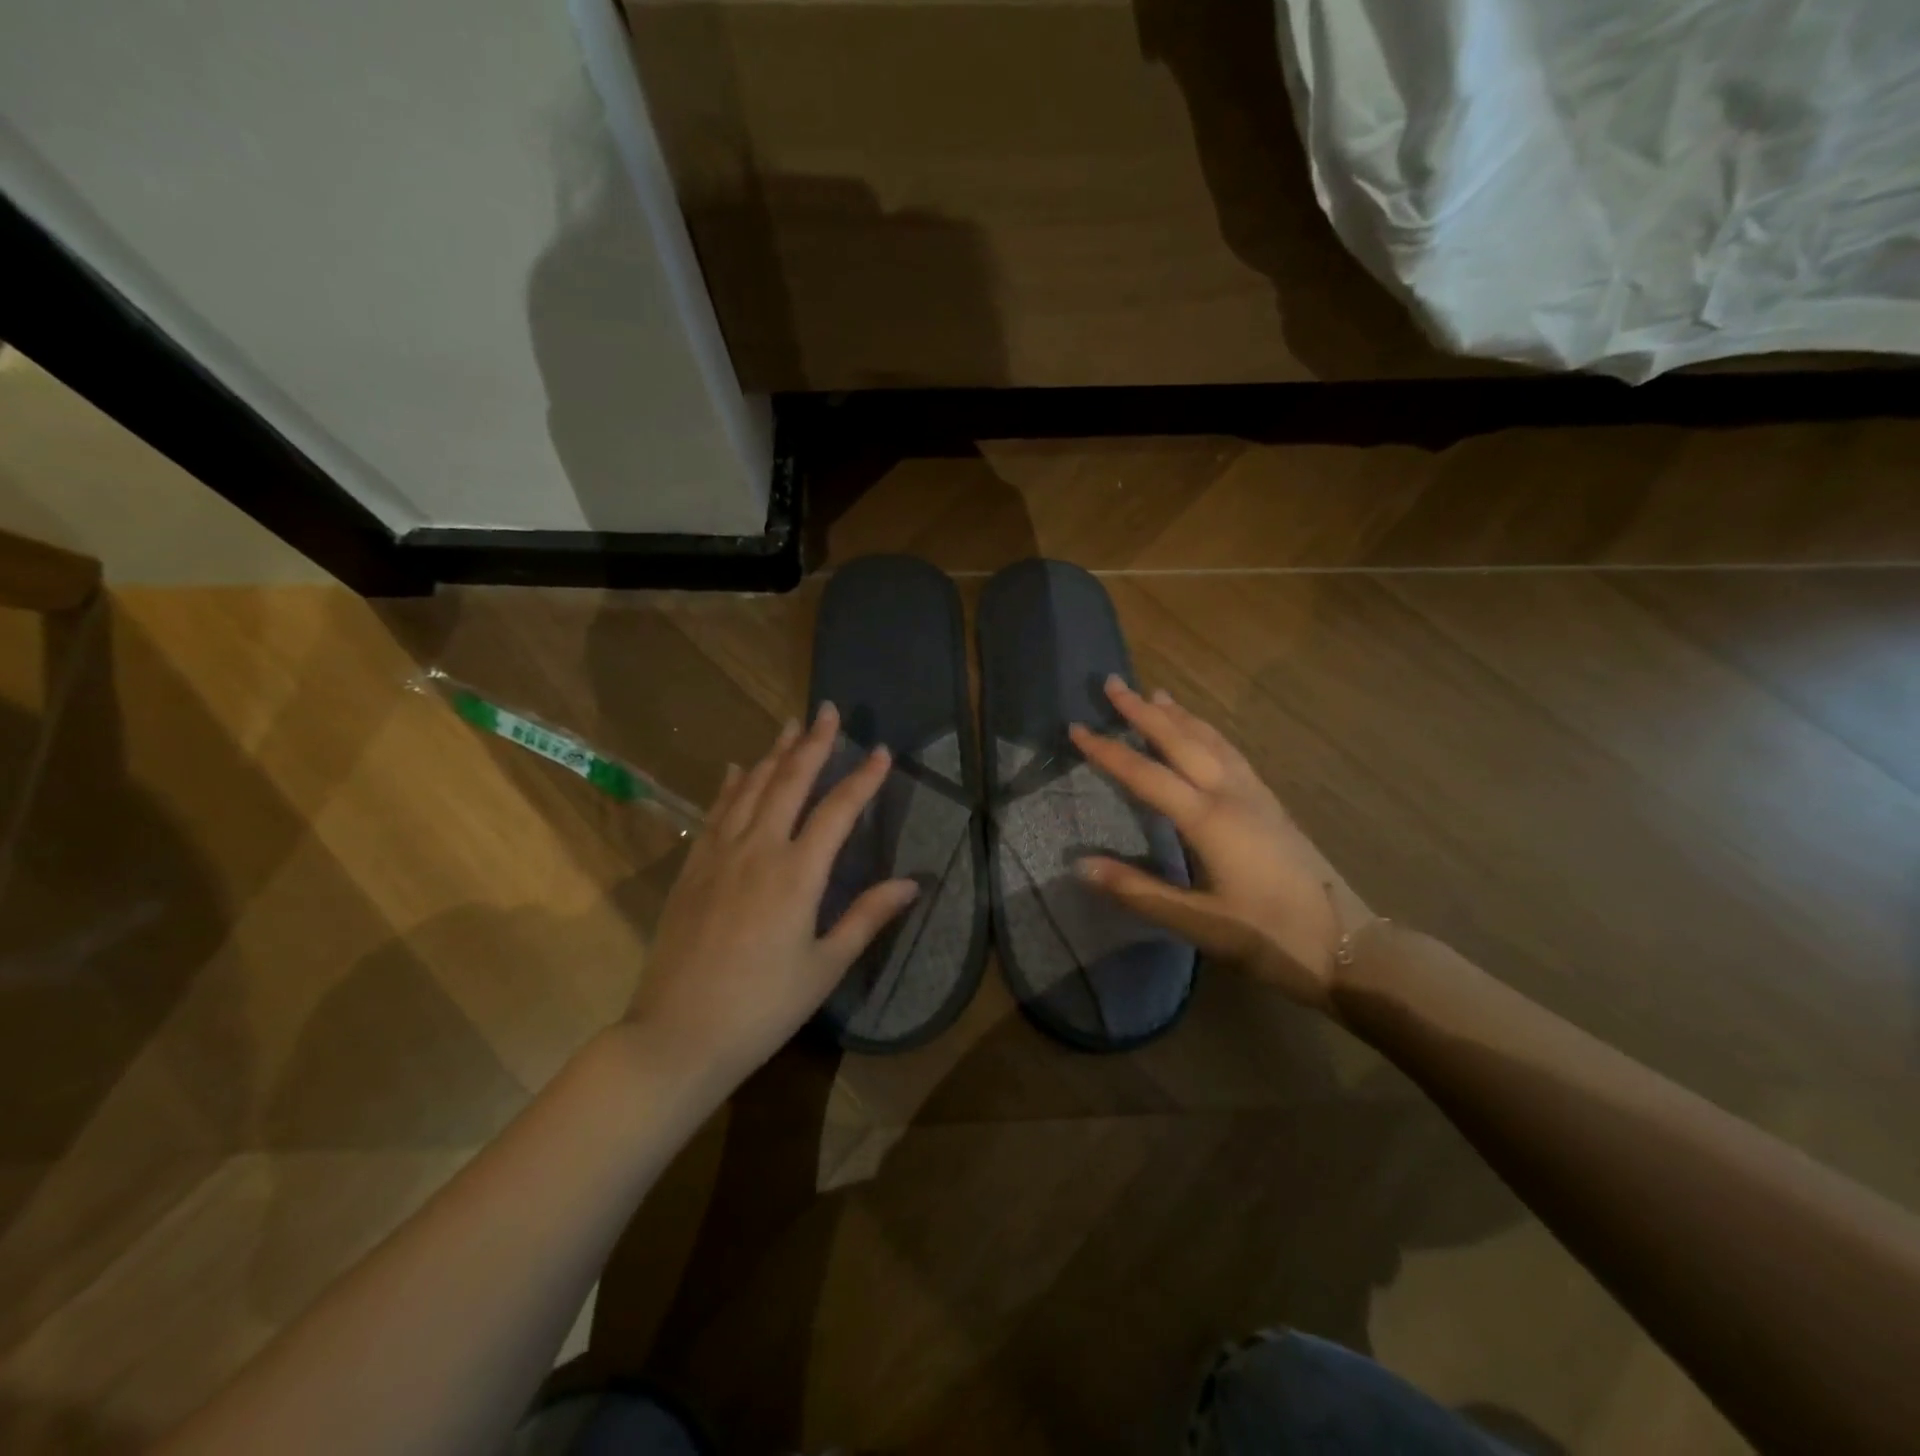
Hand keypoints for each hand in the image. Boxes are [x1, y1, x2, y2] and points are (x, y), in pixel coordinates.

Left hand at [626, 703, 918, 1086]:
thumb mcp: (825, 966)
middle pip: (790, 783)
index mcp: (797, 874)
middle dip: (813, 743)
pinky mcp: (693, 869)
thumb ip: (867, 917)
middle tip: (828, 710)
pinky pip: (716, 812)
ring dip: (773, 753)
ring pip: (750, 789)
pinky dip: (730, 785)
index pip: (838, 810)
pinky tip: (736, 768)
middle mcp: (758, 850)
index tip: (881, 750)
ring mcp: (719, 855)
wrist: (678, 1034)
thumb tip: (912, 882)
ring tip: (790, 725)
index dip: (863, 778)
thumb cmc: (763, 1007)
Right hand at [1070, 678, 1368, 1010]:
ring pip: (1211, 740)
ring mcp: (1256, 795)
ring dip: (1179, 715)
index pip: (1146, 774)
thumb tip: (1080, 864)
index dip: (1108, 751)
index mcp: (1209, 820)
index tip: (1077, 727)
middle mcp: (1231, 795)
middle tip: (1113, 684)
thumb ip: (1138, 890)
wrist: (1346, 945)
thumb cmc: (1269, 936)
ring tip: (1155, 694)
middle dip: (1143, 711)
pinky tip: (1204, 733)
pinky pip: (1230, 752)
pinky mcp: (1270, 804)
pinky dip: (1207, 731)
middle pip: (1182, 740)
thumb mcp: (1198, 922)